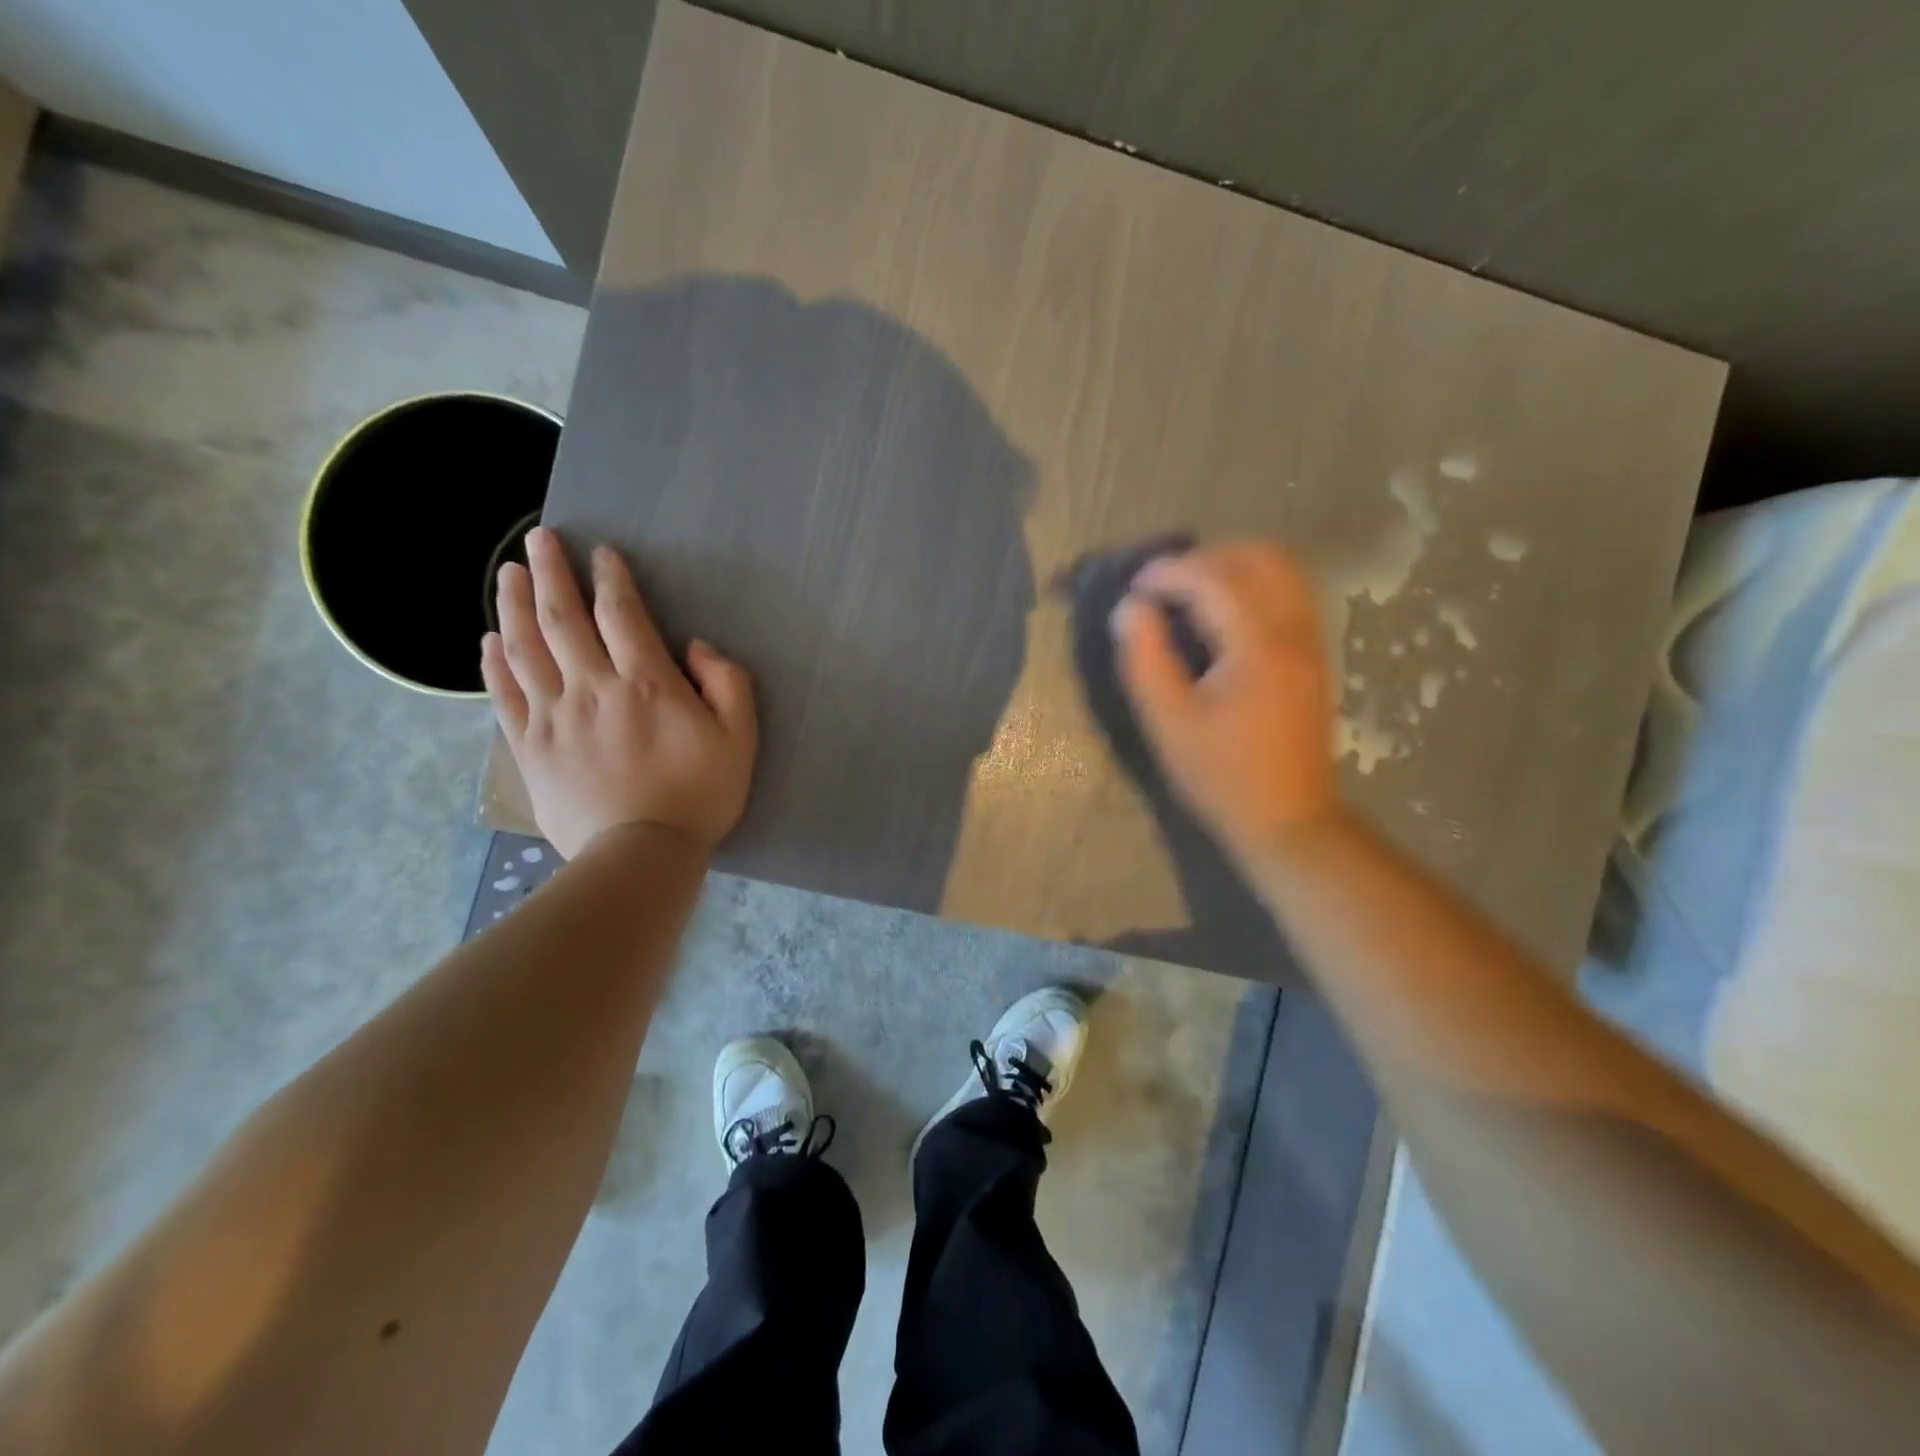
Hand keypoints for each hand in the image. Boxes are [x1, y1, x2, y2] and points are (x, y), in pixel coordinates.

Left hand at [481, 529, 756, 858]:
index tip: (601, 552)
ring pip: (525, 647)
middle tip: (539, 539)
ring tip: (508, 572)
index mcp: (647, 683)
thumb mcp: (740, 738)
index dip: (611, 578)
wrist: (640, 855)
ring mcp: (553, 716)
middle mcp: (592, 687)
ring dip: (515, 604)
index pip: (621, 614)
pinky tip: (489, 639)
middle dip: (551, 572)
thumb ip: (728, 684)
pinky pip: (504, 694)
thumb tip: (695, 648)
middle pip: (563, 618)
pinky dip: (494, 662)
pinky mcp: (528, 746)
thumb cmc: (698, 795)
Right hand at [1112, 539, 1338, 862]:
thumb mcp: (1168, 722)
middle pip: (1260, 556)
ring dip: (1235, 564)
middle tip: (1166, 583)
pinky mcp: (1314, 656)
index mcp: (1258, 645)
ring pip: (1284, 569)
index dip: (1170, 572)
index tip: (1135, 586)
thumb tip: (1131, 608)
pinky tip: (1223, 613)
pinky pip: (1291, 592)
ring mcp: (1312, 641)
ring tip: (1192, 590)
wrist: (1289, 819)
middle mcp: (1295, 630)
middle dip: (1207, 556)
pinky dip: (1255, 583)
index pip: (1215, 578)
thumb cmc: (1221, 775)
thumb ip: (1145, 658)